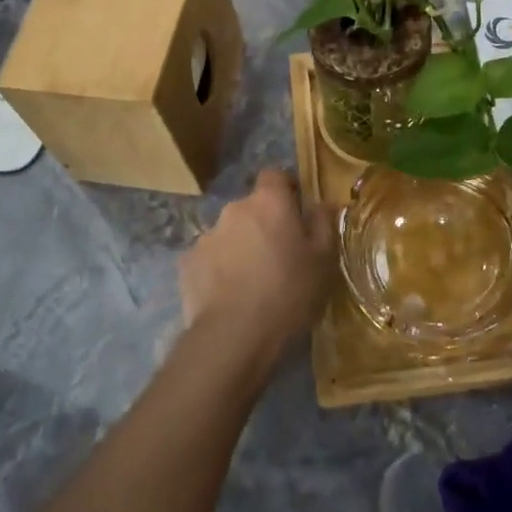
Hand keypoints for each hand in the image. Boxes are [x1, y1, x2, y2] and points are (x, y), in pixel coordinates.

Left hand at [179, 169, 336, 368]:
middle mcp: (234, 209)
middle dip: (264, 224)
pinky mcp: (187, 263)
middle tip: (279, 256)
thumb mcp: (323, 261)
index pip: (275, 175)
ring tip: (252, 282)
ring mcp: (206, 236)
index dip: (286, 190)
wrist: (234, 336)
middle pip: (252, 208)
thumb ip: (324, 224)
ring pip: (229, 234)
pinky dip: (219, 270)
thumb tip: (323, 203)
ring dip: (240, 247)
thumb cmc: (289, 293)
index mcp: (269, 202)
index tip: (297, 213)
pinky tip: (228, 296)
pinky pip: (209, 259)